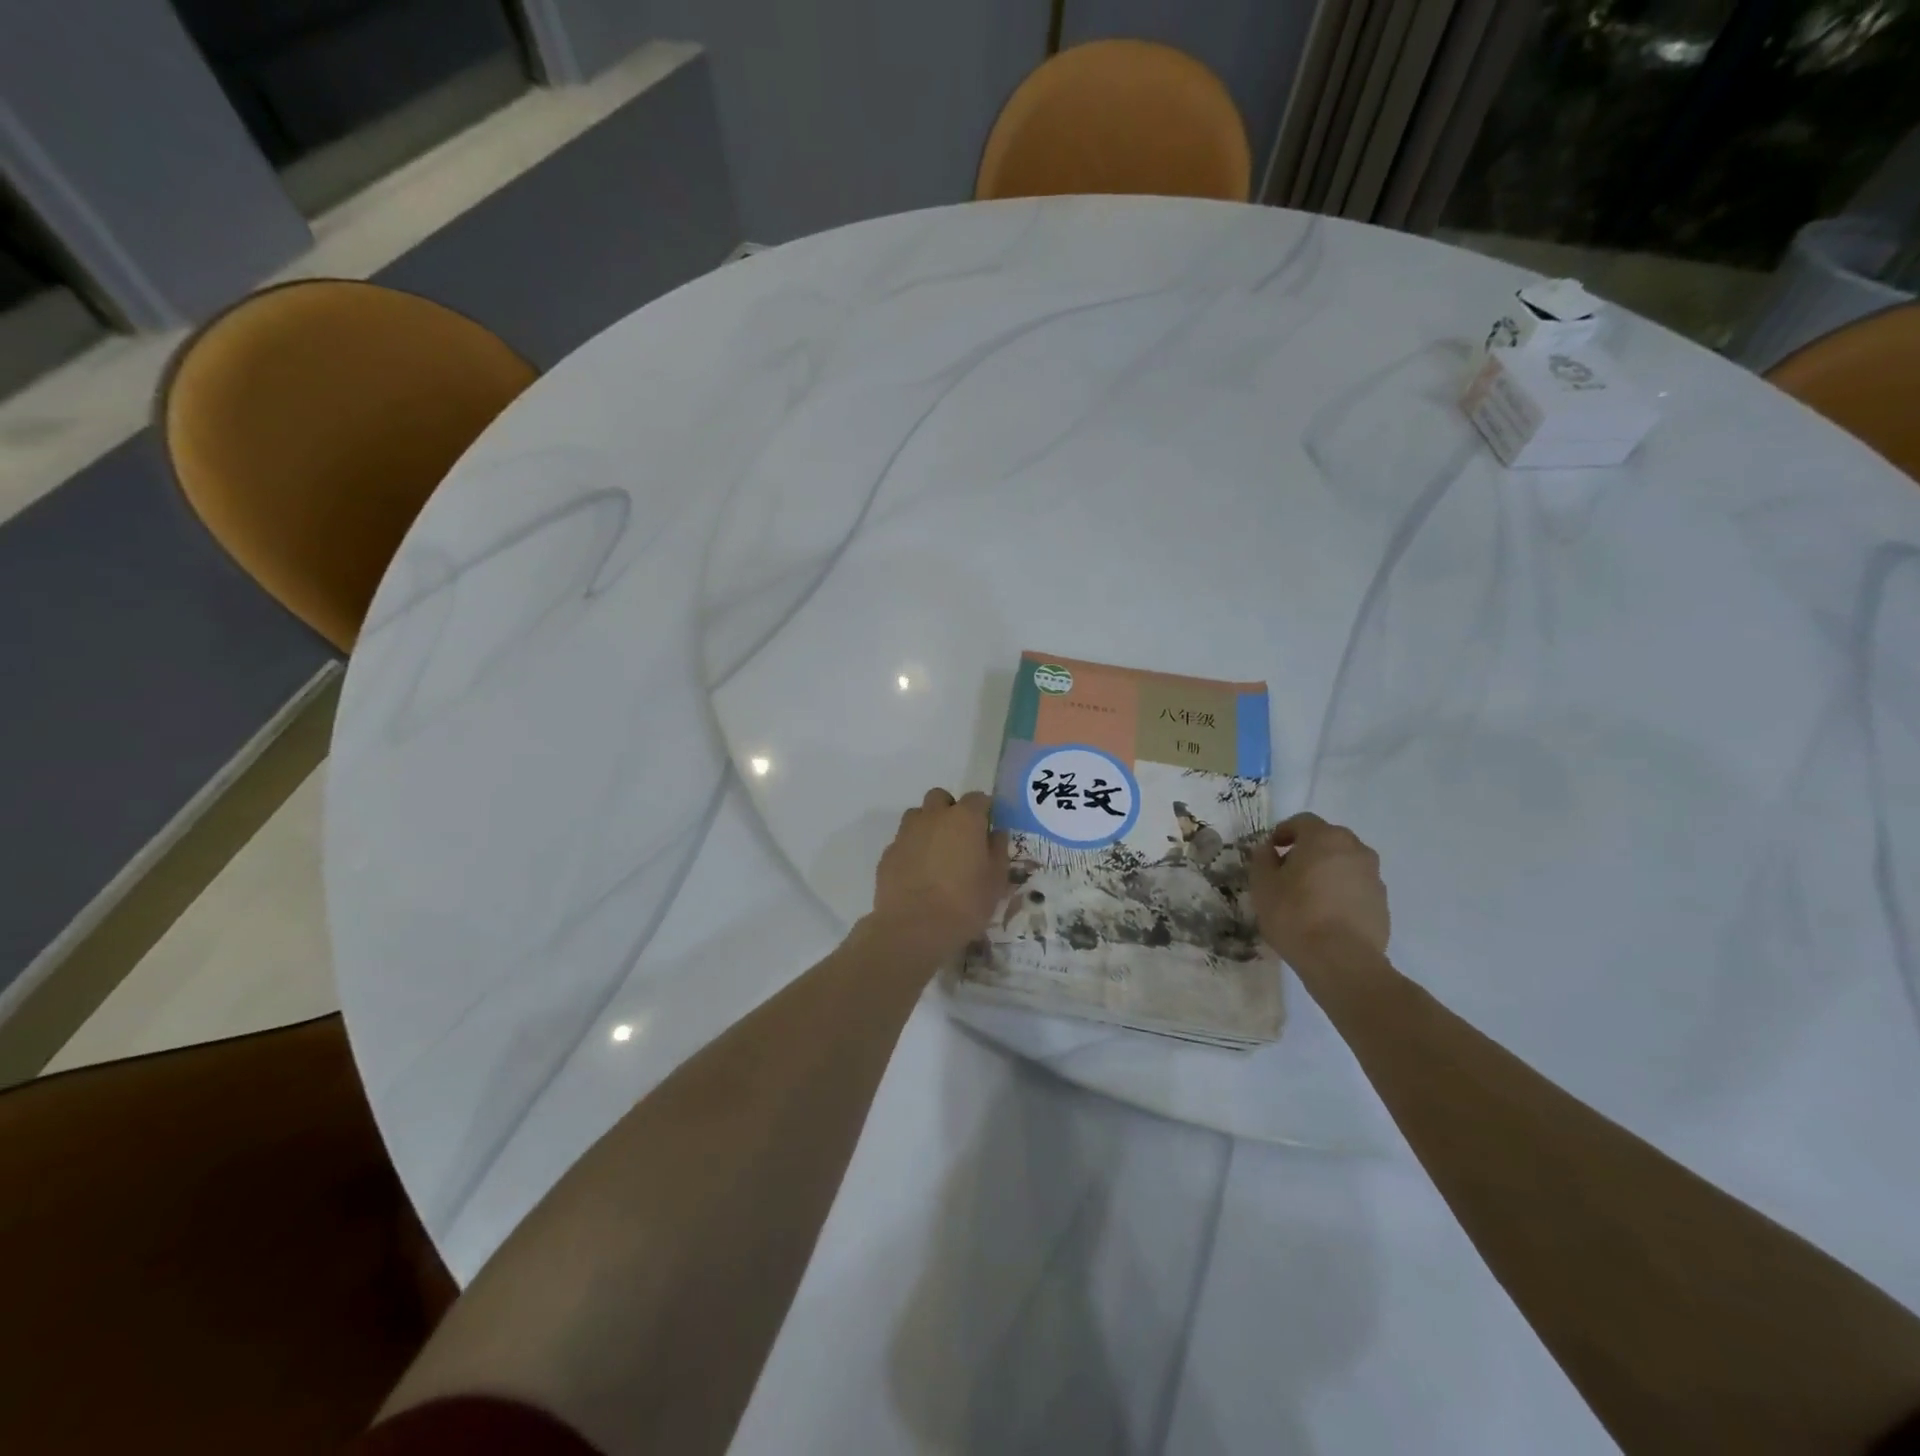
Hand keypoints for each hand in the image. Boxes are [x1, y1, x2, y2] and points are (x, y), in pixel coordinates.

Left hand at [866, 788, 1009, 963]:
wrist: (913, 928)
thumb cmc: (965, 903)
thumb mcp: (996, 881)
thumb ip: (998, 850)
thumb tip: (995, 834)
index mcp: (964, 819)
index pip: (978, 798)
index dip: (984, 810)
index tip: (988, 828)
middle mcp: (933, 817)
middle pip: (941, 798)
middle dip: (950, 810)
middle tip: (959, 838)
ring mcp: (906, 833)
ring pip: (917, 816)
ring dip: (928, 826)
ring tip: (936, 854)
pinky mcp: (888, 853)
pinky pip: (903, 841)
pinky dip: (911, 850)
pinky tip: (917, 874)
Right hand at [1247, 812, 1389, 967]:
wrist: (1341, 960)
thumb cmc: (1295, 914)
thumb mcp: (1263, 885)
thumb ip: (1263, 859)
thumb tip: (1268, 850)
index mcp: (1324, 838)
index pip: (1302, 822)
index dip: (1283, 832)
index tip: (1271, 851)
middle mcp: (1355, 849)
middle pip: (1327, 840)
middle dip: (1307, 850)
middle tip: (1288, 872)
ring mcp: (1373, 876)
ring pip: (1344, 864)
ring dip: (1326, 871)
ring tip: (1308, 896)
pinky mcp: (1382, 903)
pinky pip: (1356, 887)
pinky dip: (1341, 892)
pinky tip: (1326, 914)